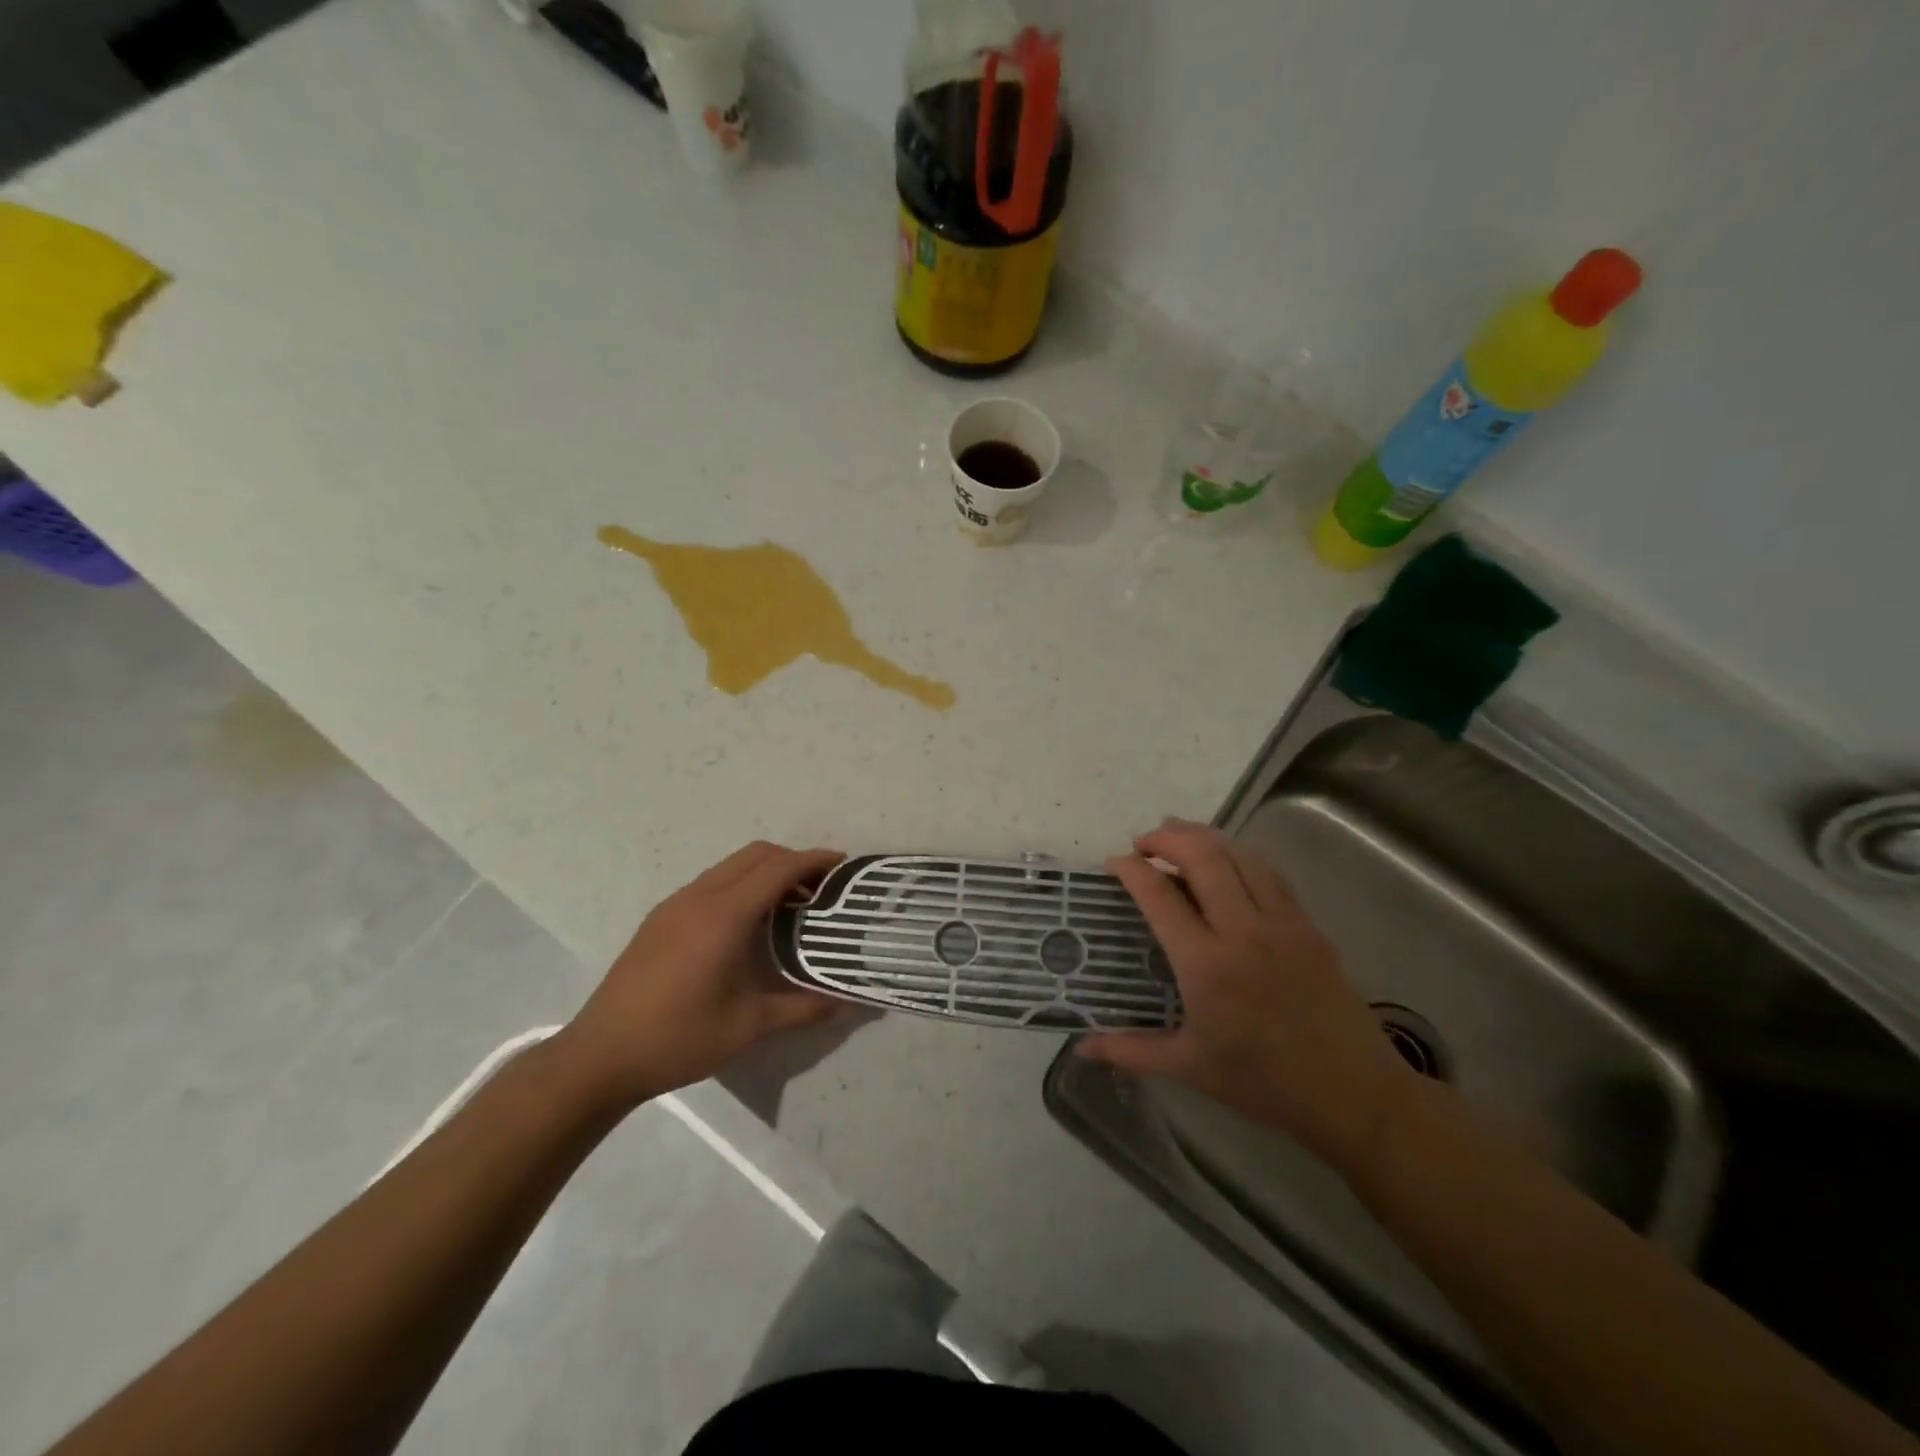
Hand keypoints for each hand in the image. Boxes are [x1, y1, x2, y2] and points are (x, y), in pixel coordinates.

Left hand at [556, 841, 845, 1109]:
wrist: (601, 1056)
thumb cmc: (679, 1038)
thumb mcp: (749, 1026)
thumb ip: (803, 1008)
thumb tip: (845, 1001)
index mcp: (725, 915)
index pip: (778, 868)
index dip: (814, 861)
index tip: (843, 867)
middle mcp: (700, 897)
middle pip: (756, 855)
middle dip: (793, 861)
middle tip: (821, 888)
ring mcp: (676, 904)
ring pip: (731, 866)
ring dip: (765, 872)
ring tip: (790, 905)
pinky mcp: (660, 918)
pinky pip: (711, 882)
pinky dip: (740, 885)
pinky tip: (747, 923)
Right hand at [1079, 820, 1418, 1172]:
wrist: (1354, 1095)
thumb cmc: (1264, 1083)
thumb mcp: (1190, 1069)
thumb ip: (1130, 1051)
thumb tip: (1082, 1046)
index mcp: (1206, 965)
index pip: (1160, 896)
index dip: (1131, 870)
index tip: (1113, 863)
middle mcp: (1243, 931)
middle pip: (1203, 857)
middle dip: (1167, 838)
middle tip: (1143, 842)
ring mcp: (1282, 924)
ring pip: (1240, 856)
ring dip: (1204, 837)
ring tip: (1179, 837)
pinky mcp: (1309, 926)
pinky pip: (1270, 874)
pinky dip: (1240, 856)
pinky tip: (1228, 863)